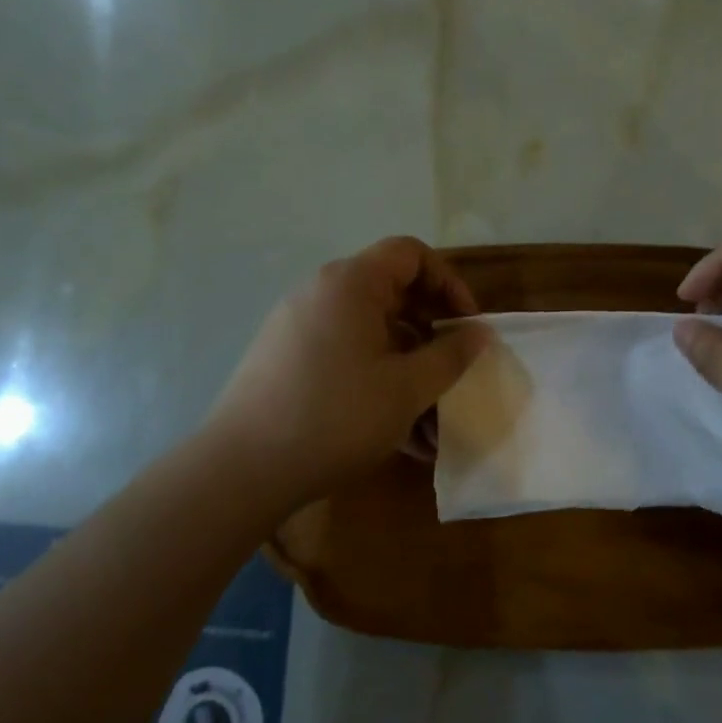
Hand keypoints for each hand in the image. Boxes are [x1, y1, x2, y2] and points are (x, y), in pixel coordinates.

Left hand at [209, 237, 489, 495]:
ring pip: (369, 333)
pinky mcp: (284, 358)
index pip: (411, 253)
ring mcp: (297, 325)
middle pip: (390, 292)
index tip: (467, 326)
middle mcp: (320, 292)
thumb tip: (480, 333)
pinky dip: (375, 379)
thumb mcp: (407, 389)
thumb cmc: (336, 417)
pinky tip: (395, 432)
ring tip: (430, 422)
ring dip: (406, 367)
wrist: (241, 469)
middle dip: (430, 332)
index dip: (449, 282)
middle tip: (452, 370)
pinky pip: (343, 355)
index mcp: (351, 283)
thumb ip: (450, 355)